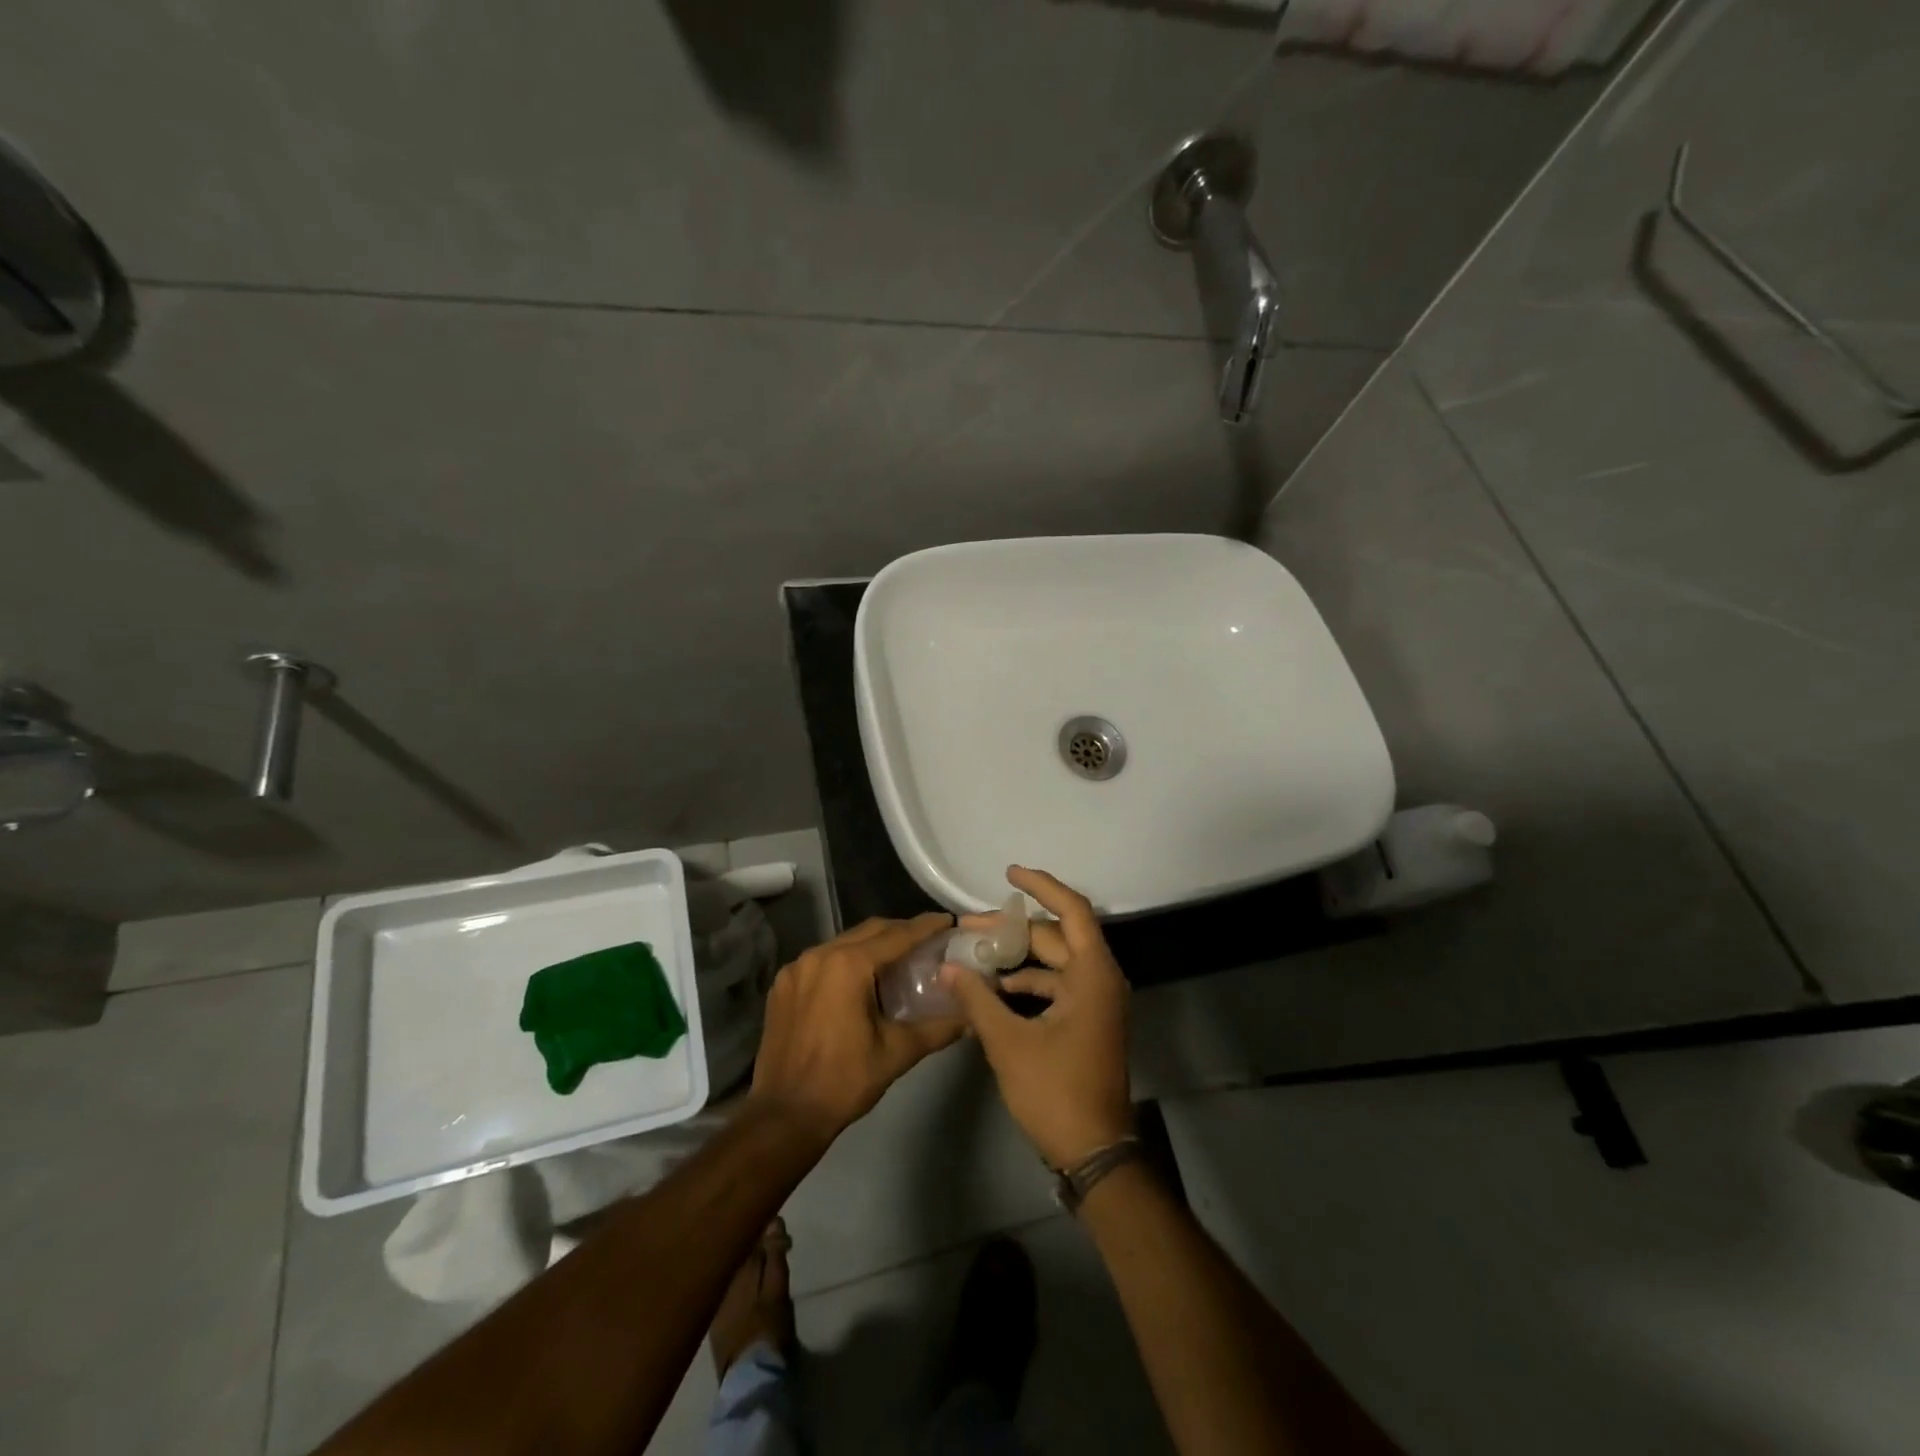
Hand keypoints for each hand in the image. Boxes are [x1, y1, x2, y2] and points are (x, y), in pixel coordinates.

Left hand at [749, 913, 964, 1147]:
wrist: (784, 1116)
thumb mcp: (897, 1053)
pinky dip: (846, 960)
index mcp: (848, 965)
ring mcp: (796, 968)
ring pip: (843, 943)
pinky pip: (822, 960)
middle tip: (929, 939)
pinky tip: (860, 979)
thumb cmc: (844, 1082)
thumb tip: (971, 1018)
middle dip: (900, 931)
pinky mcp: (782, 985)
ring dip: (872, 945)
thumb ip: (937, 1029)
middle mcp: (819, 955)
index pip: (896, 936)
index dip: (925, 927)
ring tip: (899, 958)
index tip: (948, 921)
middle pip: (869, 931)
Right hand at [941, 867, 1133, 1168]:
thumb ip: (977, 1001)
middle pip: (1055, 937)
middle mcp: (1100, 980)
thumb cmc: (1056, 1092)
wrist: (1094, 1152)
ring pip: (1054, 963)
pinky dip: (1026, 984)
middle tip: (967, 926)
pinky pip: (1056, 987)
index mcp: (1092, 975)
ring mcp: (1096, 1003)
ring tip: (973, 956)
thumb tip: (947, 968)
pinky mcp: (1087, 1022)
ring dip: (1017, 958)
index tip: (1009, 873)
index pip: (1072, 911)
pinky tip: (992, 992)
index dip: (1042, 886)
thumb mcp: (1009, 1043)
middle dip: (1012, 929)